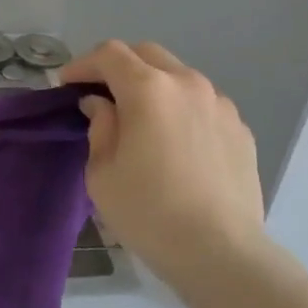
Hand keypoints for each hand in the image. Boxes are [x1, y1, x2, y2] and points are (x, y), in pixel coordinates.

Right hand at [61, 41, 266, 286]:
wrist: (222, 253)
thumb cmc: (149, 213)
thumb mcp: (102, 173)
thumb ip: (100, 127)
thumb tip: (102, 104)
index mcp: (149, 89)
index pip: (109, 54)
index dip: (83, 64)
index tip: (66, 85)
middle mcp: (187, 84)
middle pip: (146, 54)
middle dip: (118, 66)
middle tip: (101, 94)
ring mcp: (220, 104)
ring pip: (179, 76)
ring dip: (153, 85)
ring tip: (141, 118)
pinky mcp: (240, 128)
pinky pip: (203, 103)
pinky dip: (181, 109)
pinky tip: (176, 142)